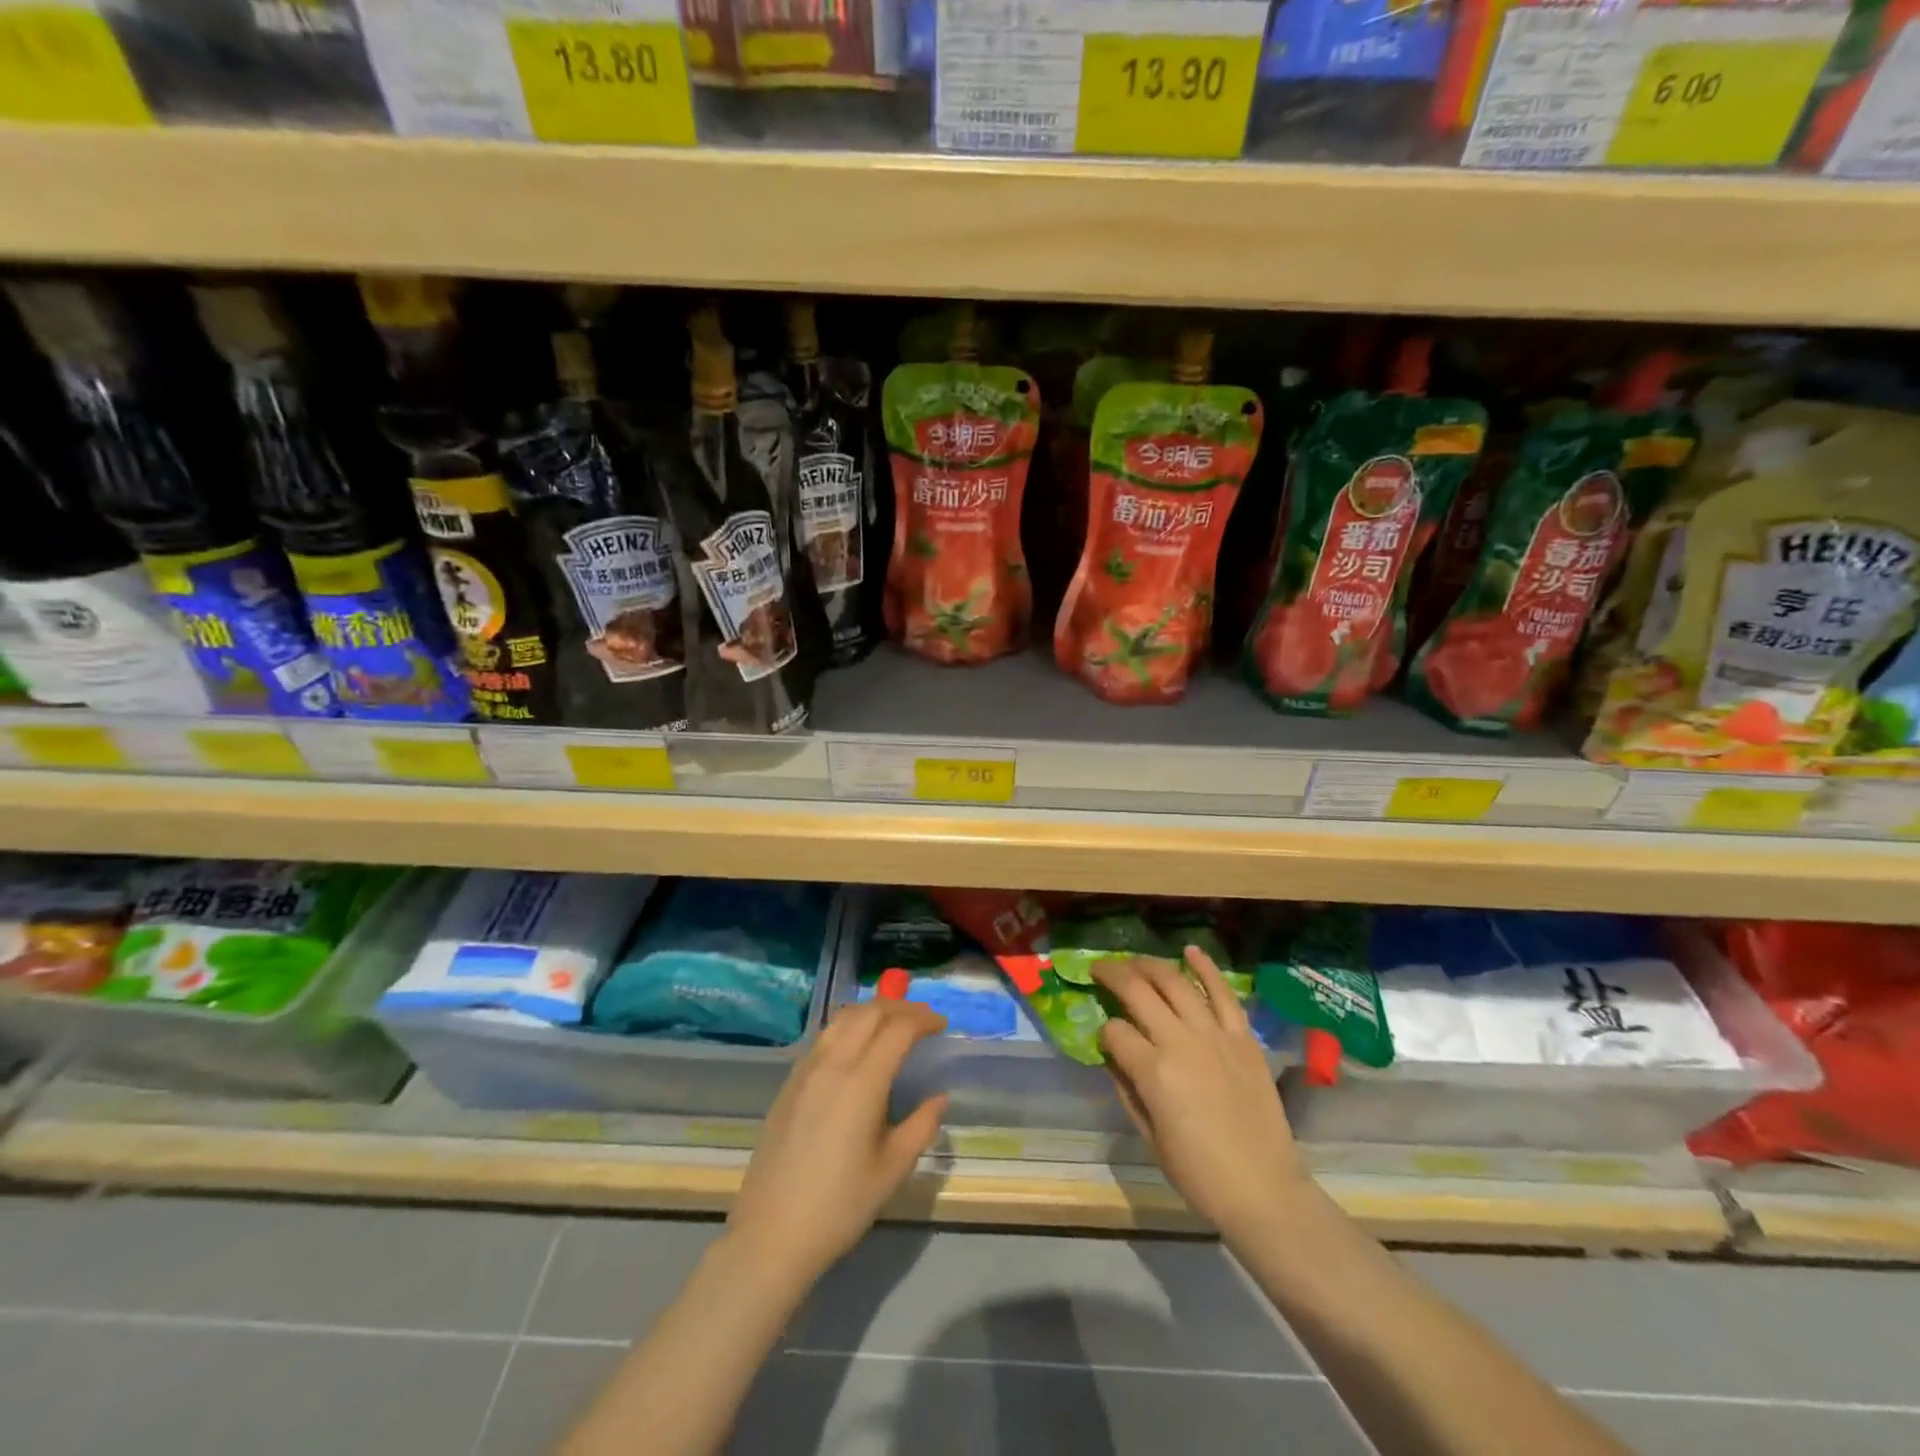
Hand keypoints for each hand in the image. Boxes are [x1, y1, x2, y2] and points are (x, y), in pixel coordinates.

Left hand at [727, 999, 948, 1284]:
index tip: (942, 1026)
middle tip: (923, 1020)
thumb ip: (921, 1126)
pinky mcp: (790, 1082)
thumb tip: (939, 1097)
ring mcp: (806, 1069)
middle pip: (870, 1013)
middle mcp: (833, 1064)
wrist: (771, 1234)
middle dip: (900, 1008)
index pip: (898, 1028)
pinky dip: (849, 1026)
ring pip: (843, 1018)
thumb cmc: (840, 1206)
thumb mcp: (892, 1170)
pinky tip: (857, 1046)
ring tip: (893, 1025)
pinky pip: (824, 1037)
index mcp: (861, 1082)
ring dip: (872, 1012)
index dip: (923, 1019)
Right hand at [1094, 947, 1308, 1242]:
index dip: (1104, 1032)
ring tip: (1133, 961)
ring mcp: (1215, 1035)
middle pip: (1138, 991)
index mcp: (1154, 1072)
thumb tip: (1113, 1056)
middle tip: (1099, 970)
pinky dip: (1205, 967)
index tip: (1104, 1039)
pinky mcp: (1243, 1037)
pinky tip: (1189, 950)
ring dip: (1149, 965)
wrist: (1265, 1190)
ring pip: (1175, 982)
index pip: (1114, 1031)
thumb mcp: (1150, 1137)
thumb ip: (1127, 1089)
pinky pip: (1223, 993)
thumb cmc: (1200, 1174)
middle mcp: (1181, 1042)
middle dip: (1112, 975)